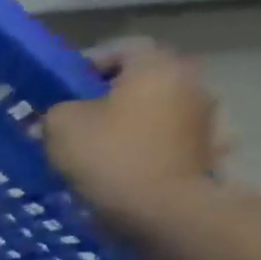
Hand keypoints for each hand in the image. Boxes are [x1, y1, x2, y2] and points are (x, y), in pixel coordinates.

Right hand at [43, 39, 222, 234]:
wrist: (164, 211)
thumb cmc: (110, 156)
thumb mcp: (60, 125)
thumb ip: (56, 110)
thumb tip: (62, 113)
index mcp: (156, 67)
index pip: (121, 48)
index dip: (87, 64)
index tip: (62, 89)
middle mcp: (189, 84)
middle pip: (140, 82)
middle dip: (106, 97)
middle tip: (73, 119)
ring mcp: (204, 120)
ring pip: (152, 112)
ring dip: (125, 124)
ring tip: (92, 149)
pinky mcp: (205, 154)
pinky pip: (163, 142)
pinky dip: (142, 149)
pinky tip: (118, 169)